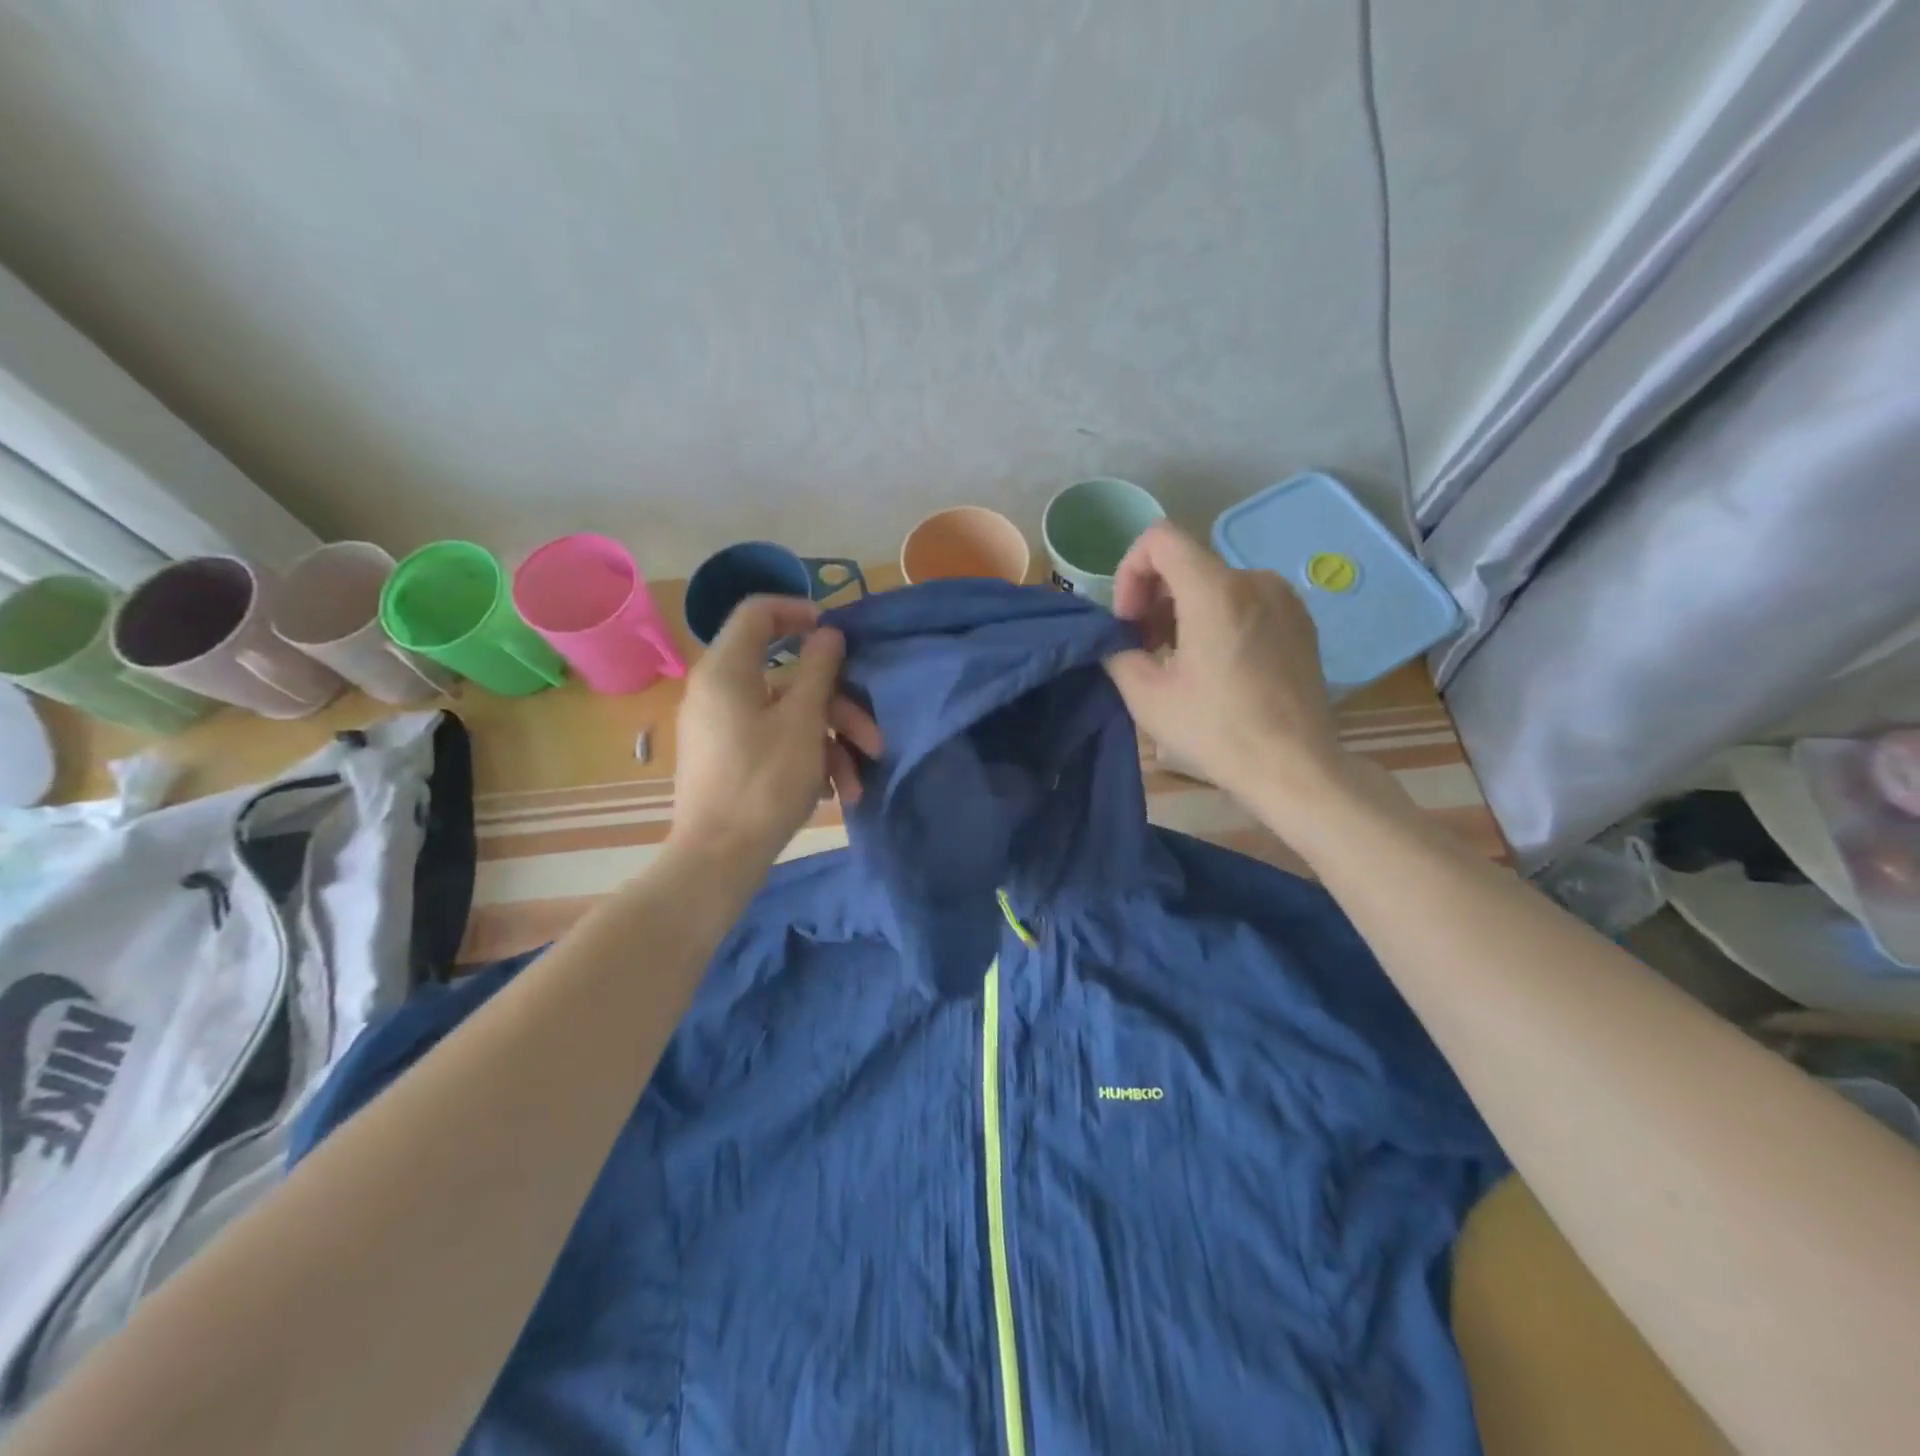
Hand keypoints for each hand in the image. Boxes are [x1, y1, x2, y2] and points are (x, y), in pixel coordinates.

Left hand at [669, 597, 881, 864]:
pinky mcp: (727, 758)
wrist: (718, 859)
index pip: (757, 612)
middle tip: (873, 740)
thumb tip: (827, 632)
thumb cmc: (764, 783)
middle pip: (788, 677)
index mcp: (727, 670)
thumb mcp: (804, 722)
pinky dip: (805, 757)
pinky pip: (772, 739)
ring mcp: (720, 727)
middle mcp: (718, 691)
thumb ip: (818, 669)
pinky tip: (833, 793)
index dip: (799, 611)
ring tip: (854, 785)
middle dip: (838, 708)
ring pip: (787, 715)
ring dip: (829, 743)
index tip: (837, 635)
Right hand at [1104, 522, 1347, 813]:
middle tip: (1143, 646)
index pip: (1160, 539)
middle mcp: (1254, 580)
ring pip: (1215, 583)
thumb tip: (1113, 639)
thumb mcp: (1147, 697)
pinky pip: (1245, 601)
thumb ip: (1118, 653)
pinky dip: (1217, 619)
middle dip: (1153, 597)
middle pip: (1187, 562)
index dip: (1130, 571)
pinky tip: (1215, 666)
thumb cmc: (1217, 731)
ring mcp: (1283, 599)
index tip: (1128, 620)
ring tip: (1177, 661)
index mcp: (1215, 591)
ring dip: (1183, 611)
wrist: (1296, 767)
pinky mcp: (1300, 621)